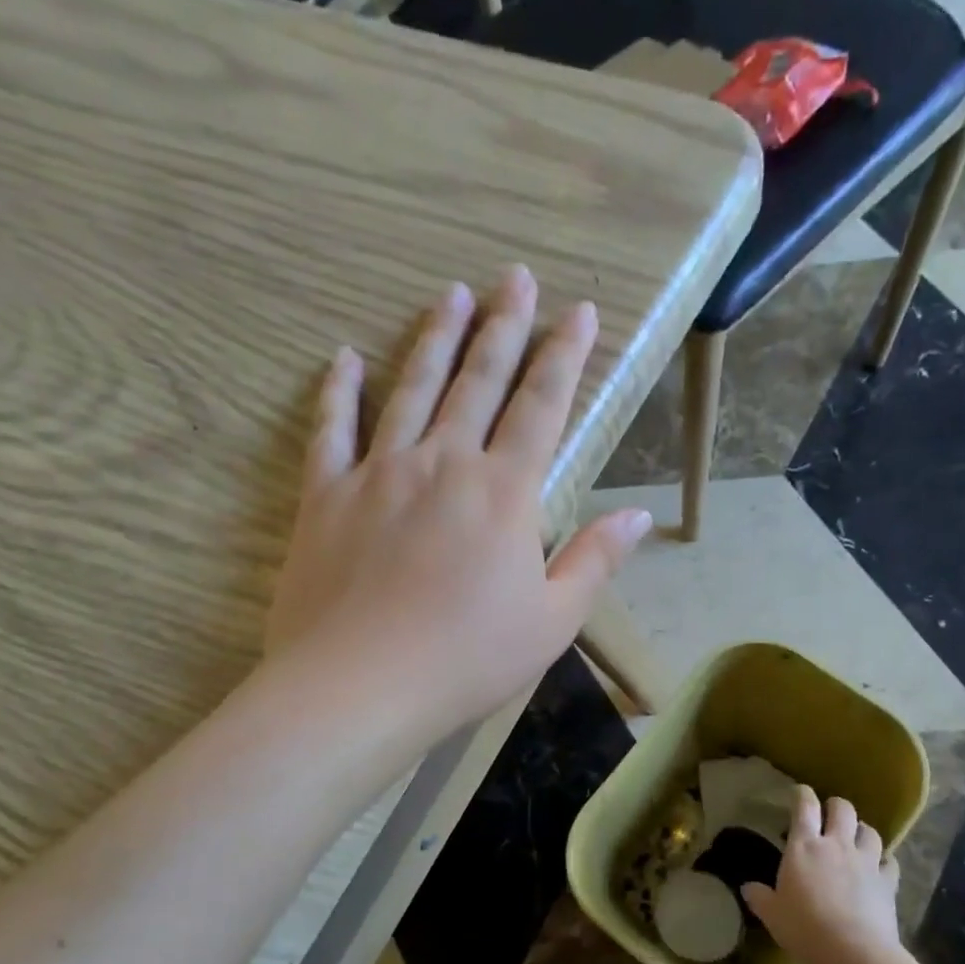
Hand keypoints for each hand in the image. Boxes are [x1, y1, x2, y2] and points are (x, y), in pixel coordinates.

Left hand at [266, 266, 652, 739]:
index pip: (543, 406)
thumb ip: (594, 561)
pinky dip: (339, 391)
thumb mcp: (551, 622)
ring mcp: (379, 473)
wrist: (358, 688)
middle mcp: (443, 463)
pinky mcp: (326, 496)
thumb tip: (638, 515)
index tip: (579, 311)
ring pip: (411, 388)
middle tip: (514, 276)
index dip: (565, 356)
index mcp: (504, 493)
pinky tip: (346, 358)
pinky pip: (332, 430)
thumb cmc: (467, 661)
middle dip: (503, 326)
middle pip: (478, 381)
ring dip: (434, 338)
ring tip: (450, 294)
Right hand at [744, 788, 902, 963]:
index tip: (799, 792)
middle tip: (829, 816)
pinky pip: (890, 861)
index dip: (802, 794)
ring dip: (862, 830)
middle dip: (835, 806)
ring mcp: (866, 861)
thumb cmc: (805, 928)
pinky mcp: (888, 882)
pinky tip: (879, 867)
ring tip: (855, 838)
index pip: (805, 806)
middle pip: (843, 809)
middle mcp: (837, 845)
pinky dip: (884, 860)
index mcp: (804, 846)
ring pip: (870, 830)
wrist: (854, 953)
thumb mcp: (772, 915)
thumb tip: (747, 888)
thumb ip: (760, 897)